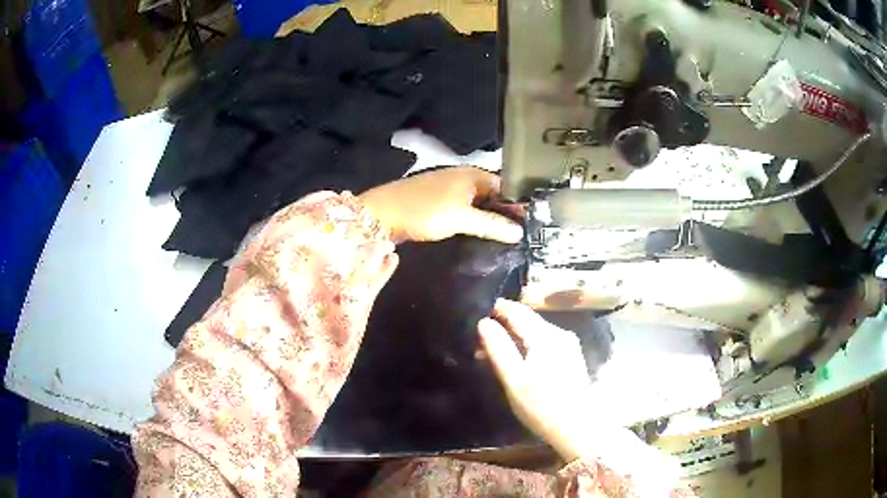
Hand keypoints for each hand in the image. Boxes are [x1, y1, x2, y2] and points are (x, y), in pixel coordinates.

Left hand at [358, 166, 523, 242]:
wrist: (383, 214)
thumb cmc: (424, 211)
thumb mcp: (461, 218)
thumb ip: (492, 225)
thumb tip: (519, 232)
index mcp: (473, 174)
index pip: (506, 186)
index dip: (518, 204)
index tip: (531, 223)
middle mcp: (464, 177)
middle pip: (493, 194)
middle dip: (505, 212)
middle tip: (521, 234)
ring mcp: (450, 188)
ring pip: (479, 202)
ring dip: (490, 217)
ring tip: (505, 236)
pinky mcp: (439, 201)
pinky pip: (465, 209)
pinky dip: (474, 219)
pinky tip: (480, 233)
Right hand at [478, 299, 596, 459]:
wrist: (577, 428)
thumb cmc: (541, 405)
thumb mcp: (513, 379)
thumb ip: (498, 348)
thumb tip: (484, 322)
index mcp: (545, 336)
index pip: (517, 312)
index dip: (497, 309)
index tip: (478, 312)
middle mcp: (559, 333)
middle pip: (528, 319)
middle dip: (504, 324)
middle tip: (480, 337)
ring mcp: (568, 345)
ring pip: (536, 331)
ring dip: (515, 336)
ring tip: (493, 350)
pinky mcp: (571, 357)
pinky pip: (544, 342)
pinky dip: (527, 345)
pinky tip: (517, 359)